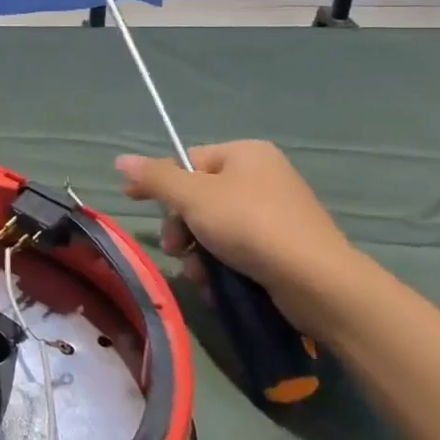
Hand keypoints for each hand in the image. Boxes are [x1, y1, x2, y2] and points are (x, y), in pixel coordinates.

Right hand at [115, 141, 366, 338]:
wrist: (318, 283)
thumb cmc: (251, 226)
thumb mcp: (193, 198)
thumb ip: (155, 178)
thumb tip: (121, 159)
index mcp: (245, 153)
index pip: (187, 161)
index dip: (158, 182)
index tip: (133, 201)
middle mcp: (263, 176)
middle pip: (199, 197)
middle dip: (181, 227)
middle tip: (176, 249)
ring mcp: (277, 213)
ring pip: (215, 227)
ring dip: (198, 252)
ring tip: (199, 275)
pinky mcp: (285, 247)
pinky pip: (239, 249)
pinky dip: (222, 266)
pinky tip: (217, 286)